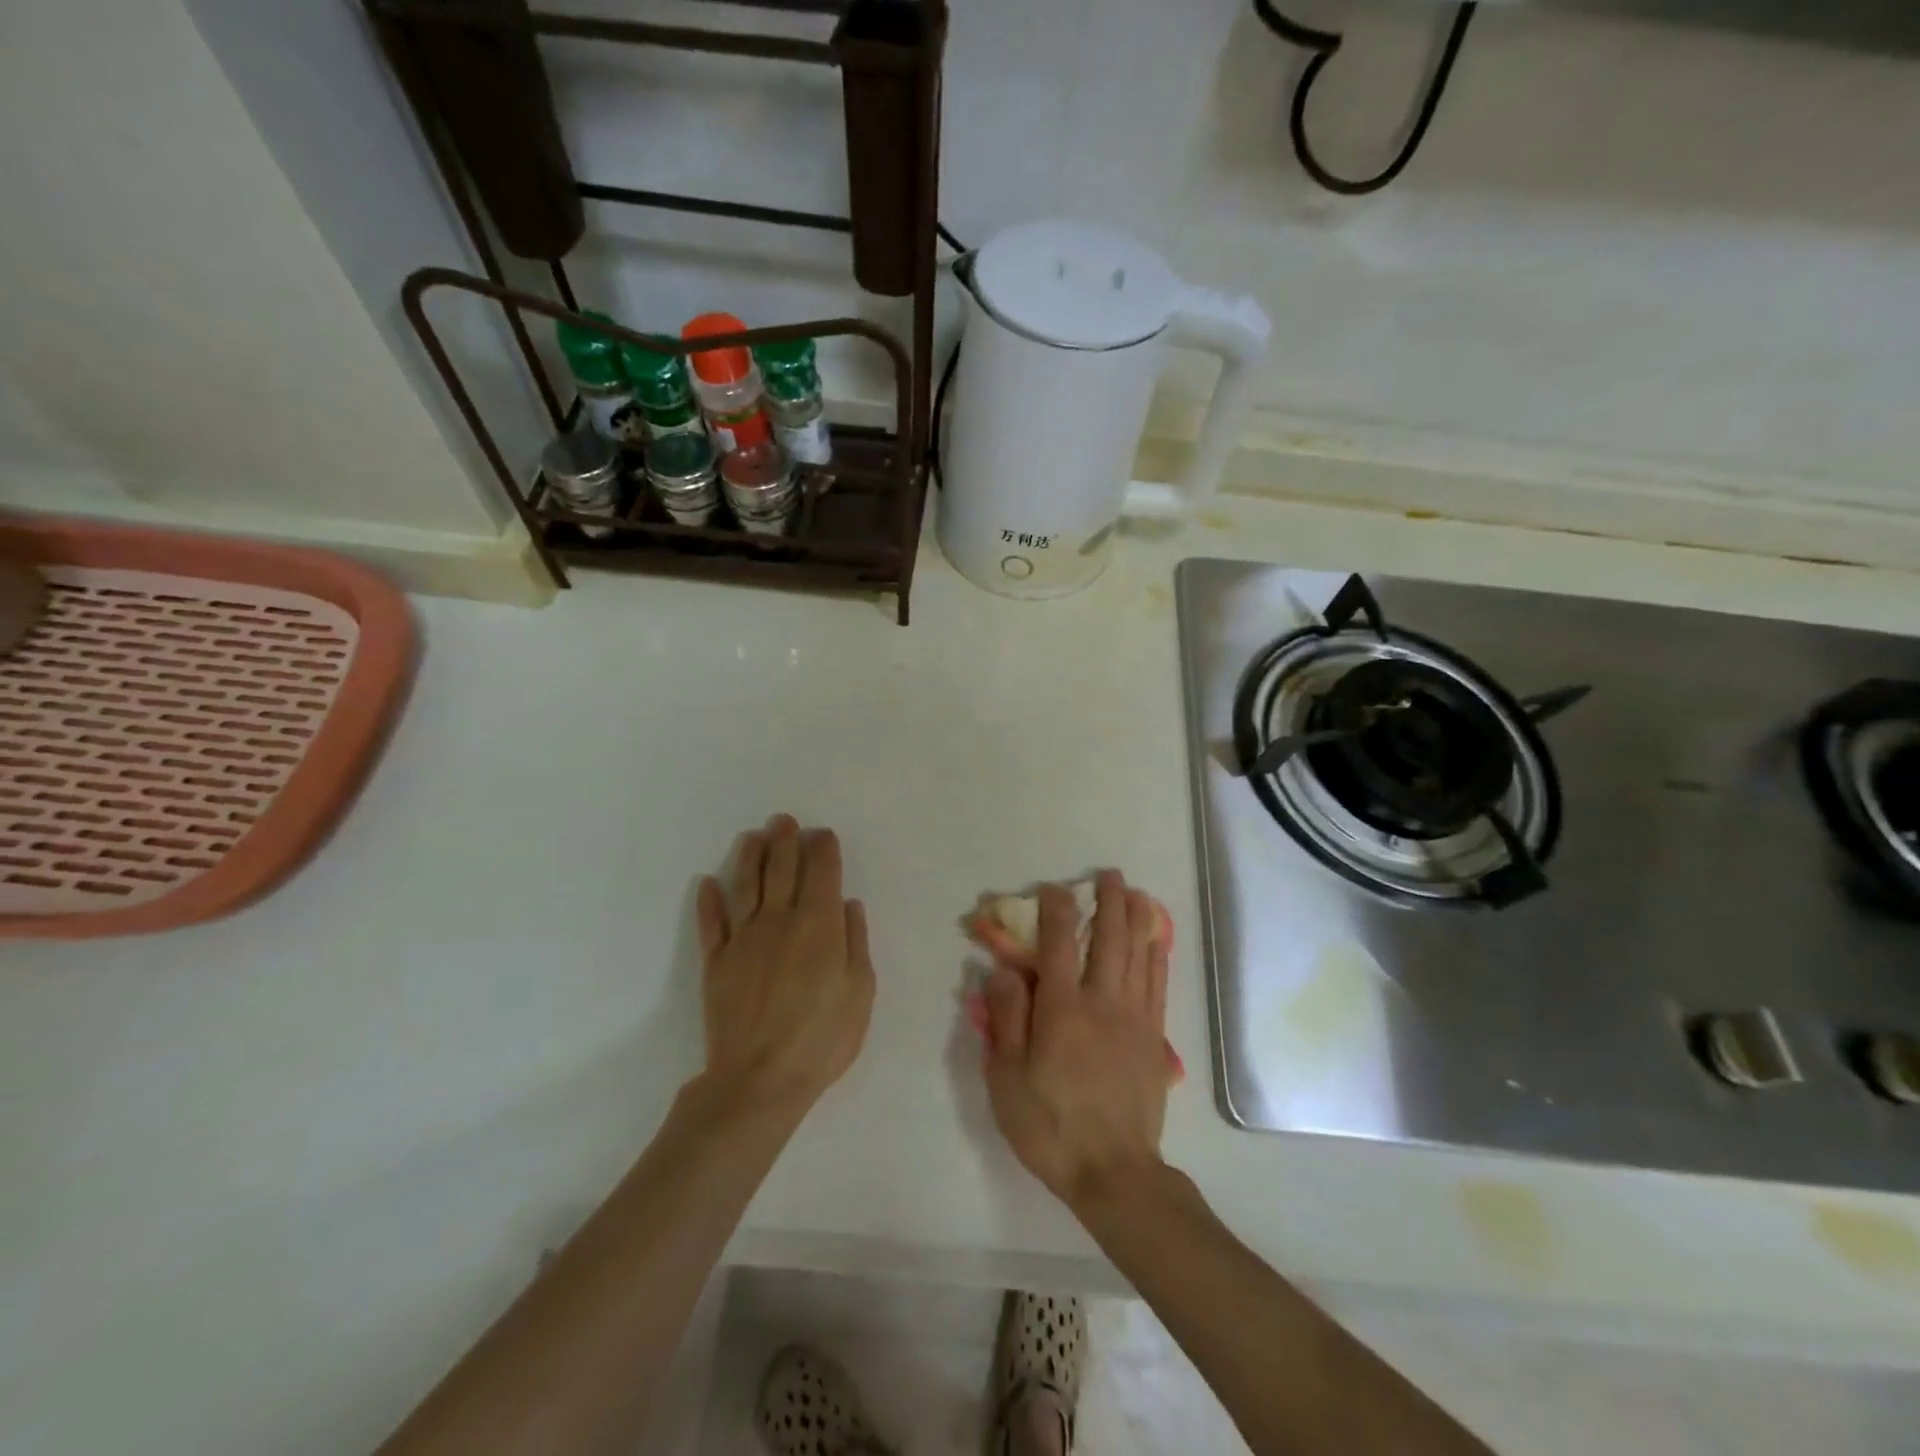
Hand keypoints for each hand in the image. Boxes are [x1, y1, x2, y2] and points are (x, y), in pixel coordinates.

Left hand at [694, 815, 875, 1118]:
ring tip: (753, 837)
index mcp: (818, 925)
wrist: (761, 1079)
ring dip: (749, 858)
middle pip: (782, 871)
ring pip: (745, 886)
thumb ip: (854, 941)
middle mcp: (779, 921)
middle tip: (784, 820)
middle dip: (785, 841)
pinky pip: (711, 924)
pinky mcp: (716, 962)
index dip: (823, 850)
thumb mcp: (859, 990)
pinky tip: (707, 884)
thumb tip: (848, 904)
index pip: (821, 874)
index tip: (823, 835)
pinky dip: (708, 901)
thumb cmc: (822, 1037)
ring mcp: (744, 939)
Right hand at [978, 871, 1171, 1213]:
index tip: (1052, 888)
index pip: (1060, 943)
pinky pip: (1158, 984)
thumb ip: (1006, 1018)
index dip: (1056, 909)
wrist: (1114, 1173)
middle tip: (1108, 875)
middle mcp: (1103, 1002)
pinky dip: (1157, 955)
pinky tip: (1157, 940)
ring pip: (1139, 955)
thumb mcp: (1007, 1078)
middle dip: (1109, 901)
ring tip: (1136, 893)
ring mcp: (1135, 1018)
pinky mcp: (1154, 1037)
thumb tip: (1003, 970)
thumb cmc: (1050, 1126)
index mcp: (1062, 1009)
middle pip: (1110, 938)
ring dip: (1137, 918)